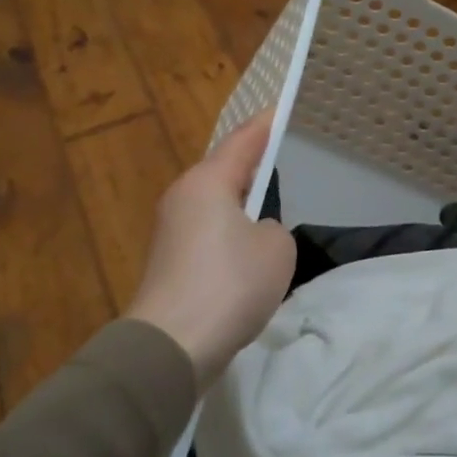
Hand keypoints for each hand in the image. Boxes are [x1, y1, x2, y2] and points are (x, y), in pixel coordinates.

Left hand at [126, 109, 295, 386]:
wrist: (172, 347)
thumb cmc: (230, 284)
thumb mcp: (277, 248)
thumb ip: (274, 229)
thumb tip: (254, 235)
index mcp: (207, 182)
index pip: (244, 141)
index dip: (267, 124)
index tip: (283, 109)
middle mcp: (183, 198)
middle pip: (225, 172)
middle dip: (254, 166)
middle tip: (286, 159)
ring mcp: (171, 232)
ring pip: (217, 206)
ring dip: (243, 206)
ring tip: (275, 207)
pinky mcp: (170, 264)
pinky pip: (210, 235)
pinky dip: (232, 236)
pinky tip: (251, 254)